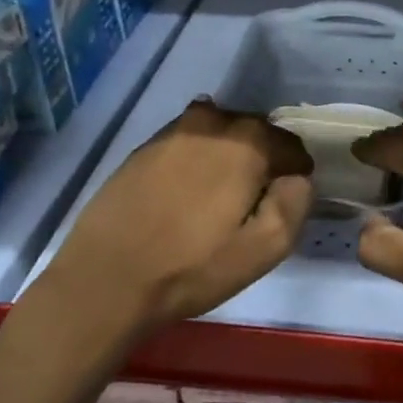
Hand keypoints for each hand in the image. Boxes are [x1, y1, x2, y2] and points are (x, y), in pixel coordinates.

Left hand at [41, 101, 313, 349]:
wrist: (105, 280)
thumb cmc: (192, 267)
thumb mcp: (265, 249)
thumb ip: (296, 202)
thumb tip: (297, 178)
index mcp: (248, 142)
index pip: (292, 146)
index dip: (295, 175)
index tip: (282, 203)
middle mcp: (213, 122)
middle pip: (256, 132)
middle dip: (263, 160)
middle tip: (252, 202)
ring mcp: (174, 131)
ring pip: (220, 133)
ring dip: (228, 156)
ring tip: (217, 197)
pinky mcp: (145, 147)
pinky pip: (189, 142)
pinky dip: (197, 159)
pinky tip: (185, 194)